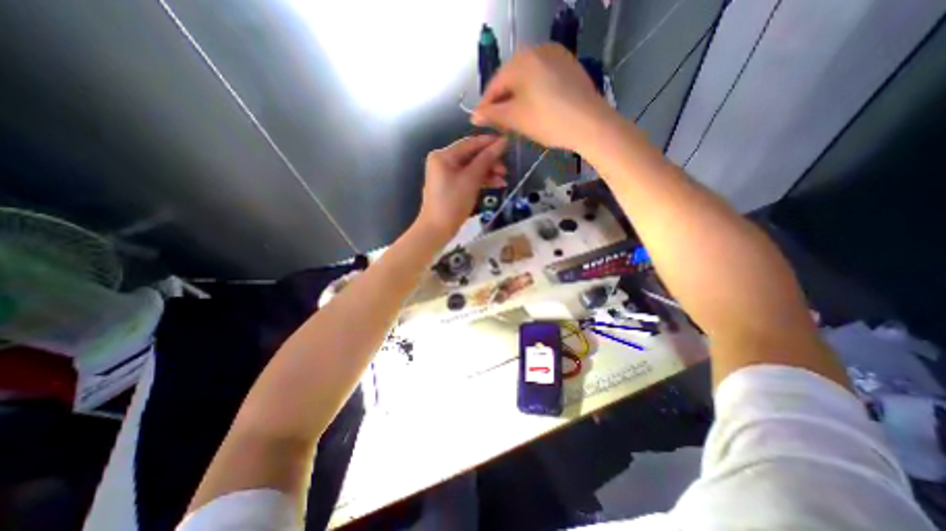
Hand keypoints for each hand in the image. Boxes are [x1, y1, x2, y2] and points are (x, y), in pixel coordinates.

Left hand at [417, 133, 509, 240]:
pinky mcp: (452, 187)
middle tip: (506, 169)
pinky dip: (481, 181)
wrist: (437, 229)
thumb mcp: (471, 180)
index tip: (508, 143)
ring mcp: (447, 175)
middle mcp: (444, 161)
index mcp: (444, 155)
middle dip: (490, 162)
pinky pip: (468, 178)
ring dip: (488, 172)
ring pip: (472, 168)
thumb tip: (502, 142)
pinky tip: (496, 185)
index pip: (470, 143)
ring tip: (503, 180)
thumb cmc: (452, 202)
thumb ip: (486, 160)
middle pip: (471, 156)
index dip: (490, 142)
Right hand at [471, 43, 612, 150]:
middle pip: (511, 79)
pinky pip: (543, 78)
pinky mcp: (569, 65)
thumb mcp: (516, 119)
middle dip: (503, 102)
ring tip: (517, 119)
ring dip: (518, 98)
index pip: (495, 85)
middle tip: (500, 124)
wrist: (590, 124)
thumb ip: (492, 115)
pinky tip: (536, 109)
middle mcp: (537, 49)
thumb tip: (474, 116)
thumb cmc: (548, 121)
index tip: (481, 123)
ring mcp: (556, 55)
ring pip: (527, 79)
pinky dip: (534, 93)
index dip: (486, 106)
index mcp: (521, 60)